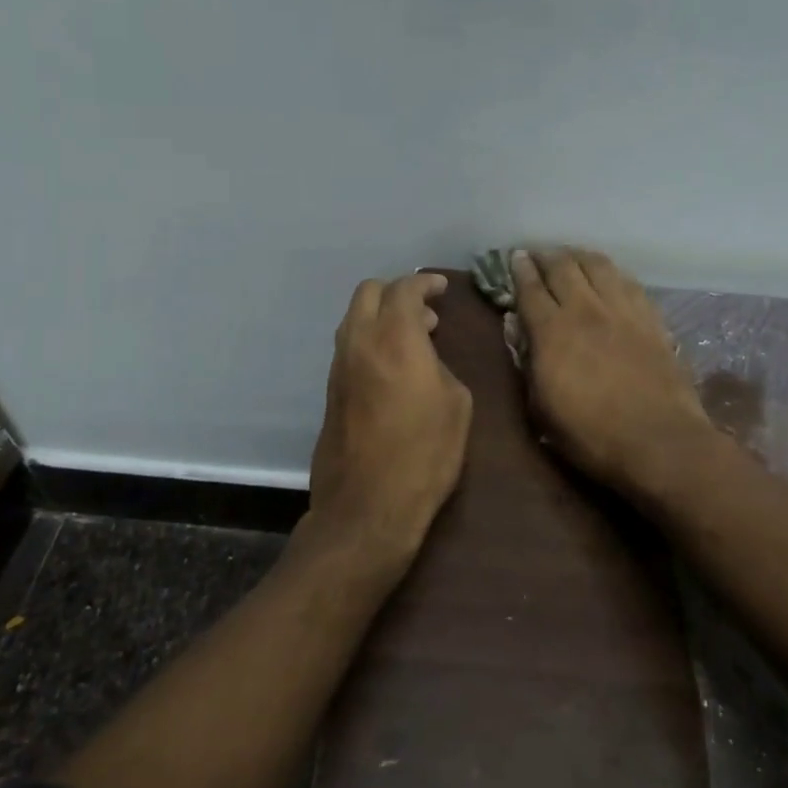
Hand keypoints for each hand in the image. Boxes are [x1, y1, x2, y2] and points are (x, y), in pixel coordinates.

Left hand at [304, 271, 471, 573]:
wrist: (368, 505)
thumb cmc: (424, 453)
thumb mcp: (457, 405)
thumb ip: (441, 366)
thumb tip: (427, 359)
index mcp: (395, 337)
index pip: (405, 289)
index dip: (426, 282)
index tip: (442, 287)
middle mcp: (359, 342)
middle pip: (368, 292)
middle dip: (397, 291)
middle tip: (425, 311)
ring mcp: (339, 366)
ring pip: (354, 318)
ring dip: (381, 316)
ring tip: (413, 337)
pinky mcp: (330, 390)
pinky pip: (350, 346)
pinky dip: (370, 339)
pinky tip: (392, 364)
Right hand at [511, 250, 714, 497]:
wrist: (660, 442)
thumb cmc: (591, 436)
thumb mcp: (541, 411)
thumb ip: (527, 365)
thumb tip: (519, 330)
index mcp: (552, 332)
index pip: (530, 289)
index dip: (520, 270)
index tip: (515, 258)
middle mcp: (586, 310)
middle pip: (563, 267)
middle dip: (547, 256)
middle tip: (538, 254)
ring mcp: (623, 310)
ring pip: (598, 266)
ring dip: (580, 256)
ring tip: (572, 257)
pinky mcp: (651, 318)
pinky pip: (629, 282)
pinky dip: (612, 272)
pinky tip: (610, 275)